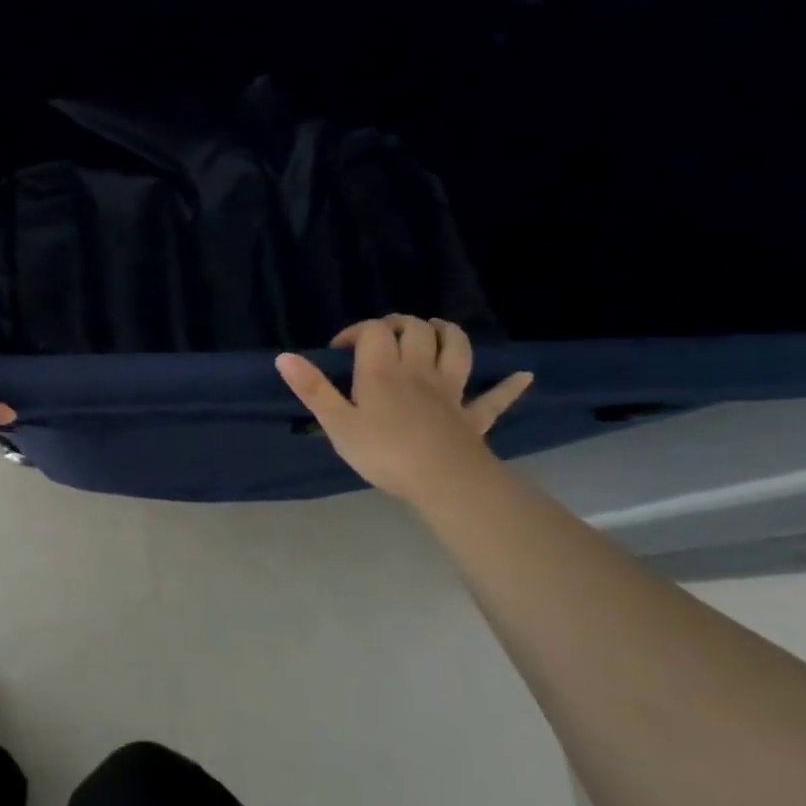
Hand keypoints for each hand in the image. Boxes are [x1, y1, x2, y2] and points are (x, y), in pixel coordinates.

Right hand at [275, 316, 532, 503]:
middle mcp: (418, 370)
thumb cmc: (383, 452)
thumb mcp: (337, 423)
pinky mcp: (473, 416)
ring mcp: (450, 391)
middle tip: (383, 336)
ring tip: (436, 330)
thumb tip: (283, 356)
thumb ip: (312, 388)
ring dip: (447, 333)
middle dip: (399, 323)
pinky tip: (522, 376)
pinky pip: (495, 398)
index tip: (339, 349)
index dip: (355, 331)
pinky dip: (509, 386)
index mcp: (383, 370)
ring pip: (456, 349)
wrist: (444, 481)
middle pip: (416, 329)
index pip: (372, 331)